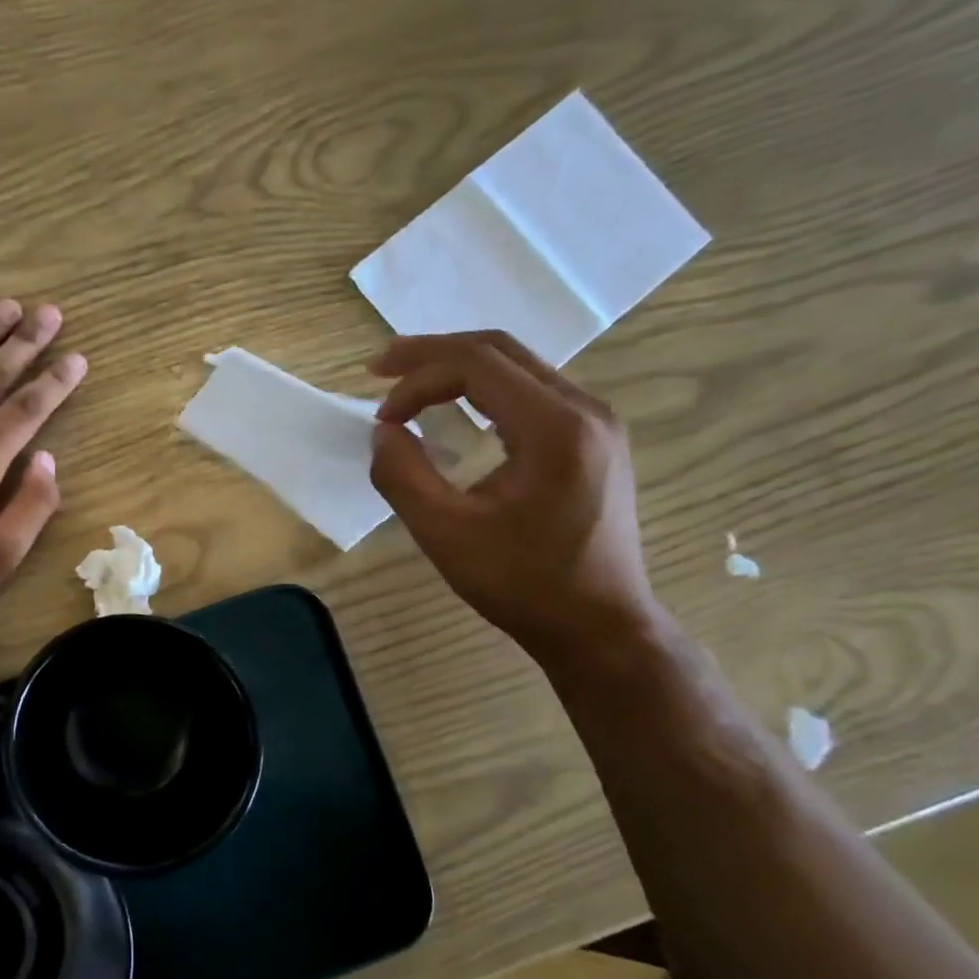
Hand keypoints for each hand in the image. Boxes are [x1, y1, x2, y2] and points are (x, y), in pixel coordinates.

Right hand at [368, 331, 660, 664]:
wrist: (599, 627)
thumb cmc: (523, 584)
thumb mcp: (446, 534)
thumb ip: (403, 476)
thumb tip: (383, 432)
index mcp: (556, 427)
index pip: (477, 365)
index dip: (418, 379)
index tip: (381, 417)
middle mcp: (585, 410)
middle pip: (500, 351)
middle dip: (433, 355)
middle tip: (380, 369)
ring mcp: (596, 424)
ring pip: (518, 367)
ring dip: (458, 370)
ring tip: (409, 385)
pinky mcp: (593, 442)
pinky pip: (532, 394)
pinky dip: (484, 392)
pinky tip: (455, 412)